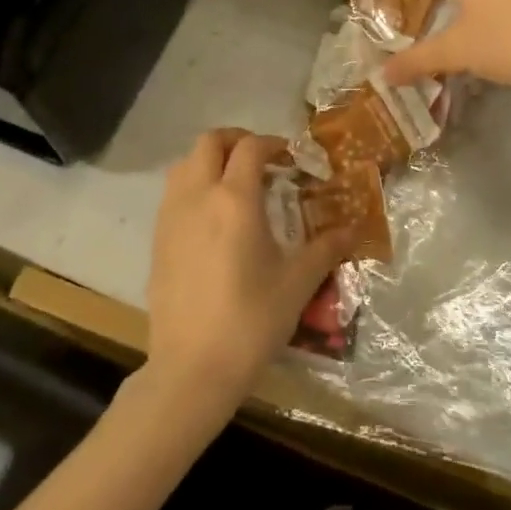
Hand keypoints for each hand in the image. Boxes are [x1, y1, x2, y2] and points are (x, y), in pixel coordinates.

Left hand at [145, 129, 351, 410]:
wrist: (192, 369)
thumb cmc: (250, 321)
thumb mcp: (297, 283)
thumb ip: (325, 249)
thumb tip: (353, 230)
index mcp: (235, 199)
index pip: (251, 148)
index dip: (273, 143)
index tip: (290, 158)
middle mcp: (199, 196)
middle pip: (209, 142)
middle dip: (236, 140)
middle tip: (261, 159)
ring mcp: (172, 217)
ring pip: (185, 164)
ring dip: (210, 160)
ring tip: (235, 183)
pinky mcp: (157, 240)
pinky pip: (173, 193)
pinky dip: (193, 186)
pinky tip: (213, 218)